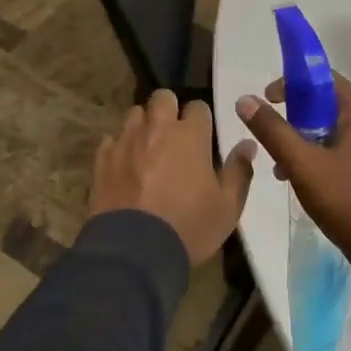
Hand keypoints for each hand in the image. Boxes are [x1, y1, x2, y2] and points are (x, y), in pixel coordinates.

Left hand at [90, 90, 258, 265]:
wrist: (133, 253)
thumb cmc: (188, 227)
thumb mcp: (227, 207)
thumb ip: (239, 171)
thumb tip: (248, 144)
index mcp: (189, 135)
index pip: (198, 106)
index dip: (201, 120)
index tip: (203, 139)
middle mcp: (156, 128)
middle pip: (162, 97)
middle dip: (169, 109)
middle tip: (174, 135)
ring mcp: (126, 141)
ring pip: (135, 114)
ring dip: (144, 125)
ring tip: (148, 148)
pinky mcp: (102, 158)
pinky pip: (112, 140)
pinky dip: (120, 147)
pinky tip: (125, 166)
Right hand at [236, 73, 350, 274]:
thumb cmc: (347, 200)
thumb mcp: (302, 165)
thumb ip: (272, 131)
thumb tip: (245, 99)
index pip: (325, 79)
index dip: (293, 83)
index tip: (269, 101)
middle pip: (330, 107)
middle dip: (297, 119)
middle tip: (275, 140)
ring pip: (339, 133)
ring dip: (309, 143)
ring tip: (284, 170)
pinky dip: (327, 158)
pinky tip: (310, 184)